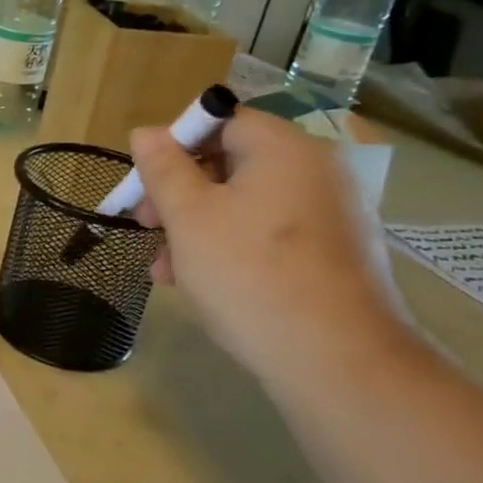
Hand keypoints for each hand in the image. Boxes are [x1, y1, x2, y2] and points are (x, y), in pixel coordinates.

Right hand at [129, 110, 409, 390]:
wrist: (337, 361)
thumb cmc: (250, 274)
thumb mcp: (188, 218)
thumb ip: (163, 168)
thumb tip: (147, 132)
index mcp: (284, 149)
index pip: (221, 121)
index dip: (175, 146)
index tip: (145, 184)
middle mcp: (317, 171)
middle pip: (231, 163)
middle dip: (179, 194)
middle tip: (146, 227)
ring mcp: (332, 214)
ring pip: (246, 204)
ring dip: (197, 227)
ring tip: (167, 271)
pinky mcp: (335, 254)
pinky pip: (271, 233)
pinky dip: (233, 246)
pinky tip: (204, 283)